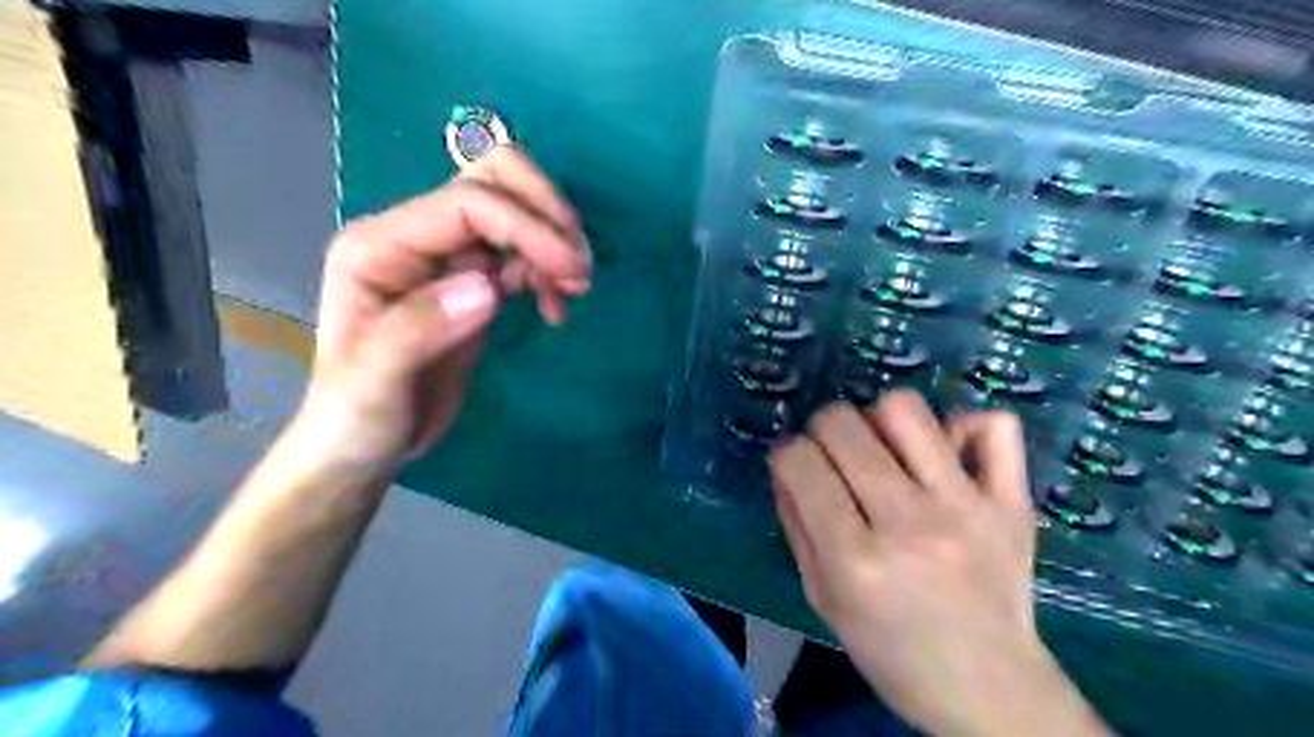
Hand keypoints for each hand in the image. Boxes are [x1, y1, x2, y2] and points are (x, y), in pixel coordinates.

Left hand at [296, 148, 590, 473]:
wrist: (365, 446)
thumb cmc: (357, 417)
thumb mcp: (375, 383)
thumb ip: (419, 330)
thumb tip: (488, 288)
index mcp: (380, 246)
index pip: (467, 204)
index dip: (526, 226)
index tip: (571, 268)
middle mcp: (415, 238)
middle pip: (493, 180)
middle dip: (546, 213)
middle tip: (578, 266)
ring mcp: (447, 257)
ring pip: (516, 211)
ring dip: (554, 240)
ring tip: (575, 290)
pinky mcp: (473, 282)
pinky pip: (523, 252)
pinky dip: (549, 269)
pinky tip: (556, 307)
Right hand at [772, 392, 1105, 736]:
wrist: (990, 691)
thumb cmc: (891, 651)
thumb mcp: (821, 597)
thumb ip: (796, 523)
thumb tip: (785, 461)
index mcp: (855, 559)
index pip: (799, 461)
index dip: (787, 455)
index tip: (796, 468)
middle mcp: (909, 523)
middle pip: (842, 424)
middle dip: (822, 430)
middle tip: (833, 458)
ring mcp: (967, 507)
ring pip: (904, 409)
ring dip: (878, 419)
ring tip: (884, 450)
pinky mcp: (1012, 502)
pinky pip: (995, 426)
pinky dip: (963, 426)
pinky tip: (945, 454)